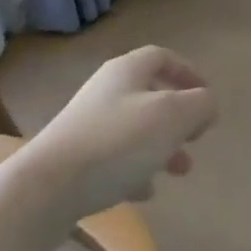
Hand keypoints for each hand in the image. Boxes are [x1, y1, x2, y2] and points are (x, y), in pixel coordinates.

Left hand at [5, 47, 217, 229]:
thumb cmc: (115, 143)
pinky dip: (134, 170)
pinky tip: (144, 193)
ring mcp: (86, 126)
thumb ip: (200, 105)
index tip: (206, 97)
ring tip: (178, 171)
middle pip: (149, 94)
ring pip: (134, 129)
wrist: (42, 192)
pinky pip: (113, 159)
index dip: (188, 72)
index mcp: (127, 71)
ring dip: (160, 146)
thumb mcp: (172, 117)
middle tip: (195, 140)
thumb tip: (208, 104)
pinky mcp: (72, 161)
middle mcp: (105, 91)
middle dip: (178, 117)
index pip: (163, 57)